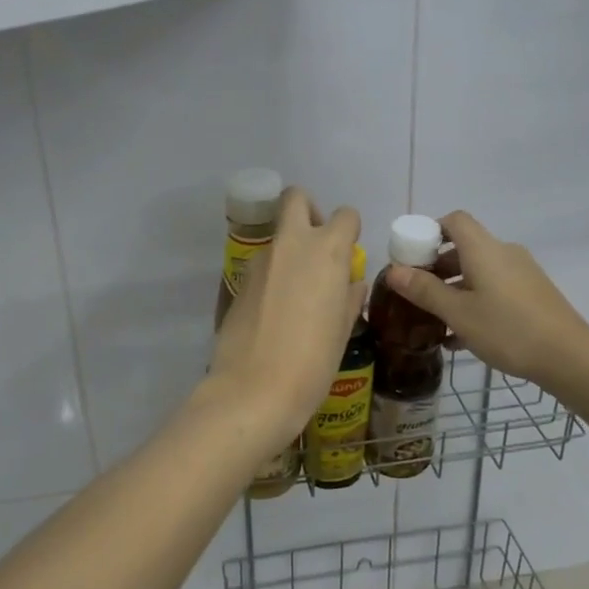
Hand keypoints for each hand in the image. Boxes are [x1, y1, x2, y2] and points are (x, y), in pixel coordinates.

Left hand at [207, 188, 364, 446]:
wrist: (254, 390)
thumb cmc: (313, 362)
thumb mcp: (342, 330)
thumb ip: (347, 297)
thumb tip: (350, 283)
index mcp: (326, 251)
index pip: (344, 215)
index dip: (349, 231)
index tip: (348, 254)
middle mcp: (291, 244)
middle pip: (296, 198)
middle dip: (308, 211)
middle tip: (316, 247)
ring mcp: (259, 261)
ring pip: (277, 235)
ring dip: (289, 249)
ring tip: (297, 291)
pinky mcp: (238, 281)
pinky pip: (261, 265)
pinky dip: (271, 274)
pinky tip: (275, 310)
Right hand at [383, 211, 588, 389]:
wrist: (568, 356)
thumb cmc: (507, 329)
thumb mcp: (458, 313)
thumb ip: (424, 290)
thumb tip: (393, 270)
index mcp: (484, 250)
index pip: (454, 221)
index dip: (429, 231)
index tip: (411, 256)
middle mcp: (504, 253)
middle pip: (464, 248)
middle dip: (437, 267)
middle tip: (416, 293)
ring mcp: (522, 274)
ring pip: (479, 272)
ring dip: (454, 289)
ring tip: (434, 320)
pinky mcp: (532, 294)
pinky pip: (495, 289)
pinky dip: (475, 302)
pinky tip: (461, 337)